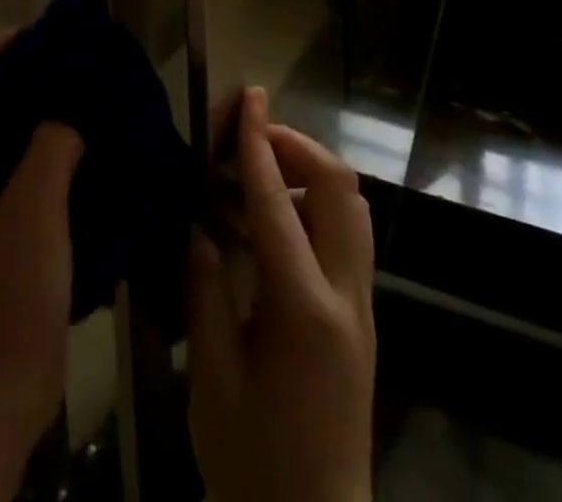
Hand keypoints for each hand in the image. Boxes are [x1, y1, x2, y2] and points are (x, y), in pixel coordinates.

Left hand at [0, 28, 84, 501]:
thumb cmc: (6, 294)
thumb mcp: (34, 210)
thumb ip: (51, 147)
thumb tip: (68, 119)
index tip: (40, 33)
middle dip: (21, 74)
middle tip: (71, 64)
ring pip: (2, 137)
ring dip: (37, 113)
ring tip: (85, 101)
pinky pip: (19, 172)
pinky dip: (46, 151)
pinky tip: (85, 156)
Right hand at [188, 87, 376, 501]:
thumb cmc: (253, 463)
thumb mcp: (212, 379)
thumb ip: (205, 290)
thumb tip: (200, 225)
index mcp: (303, 311)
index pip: (276, 203)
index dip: (257, 143)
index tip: (247, 97)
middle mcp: (345, 297)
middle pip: (339, 189)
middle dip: (297, 145)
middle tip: (249, 136)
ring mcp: (362, 307)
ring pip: (352, 207)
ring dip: (309, 171)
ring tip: (258, 170)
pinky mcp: (361, 318)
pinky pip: (348, 234)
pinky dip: (315, 203)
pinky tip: (272, 220)